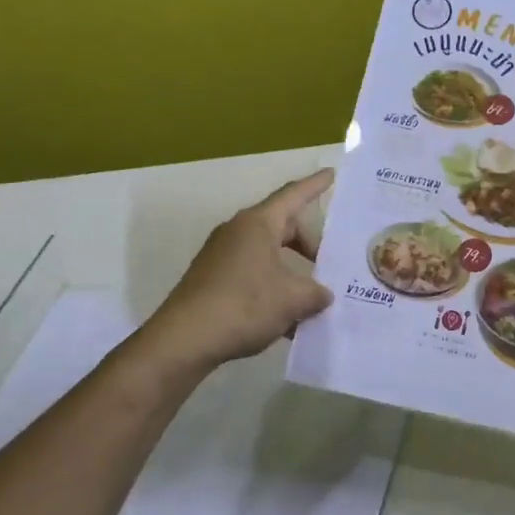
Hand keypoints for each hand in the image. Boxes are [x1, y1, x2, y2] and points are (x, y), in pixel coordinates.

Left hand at [144, 169, 335, 371]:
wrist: (184, 340)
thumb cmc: (244, 306)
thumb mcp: (293, 300)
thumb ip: (316, 293)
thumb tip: (322, 294)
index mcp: (258, 224)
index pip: (293, 195)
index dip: (315, 185)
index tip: (331, 173)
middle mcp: (238, 232)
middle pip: (283, 228)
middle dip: (309, 246)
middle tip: (330, 265)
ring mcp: (222, 256)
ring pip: (268, 255)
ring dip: (292, 273)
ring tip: (312, 299)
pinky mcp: (212, 280)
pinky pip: (253, 274)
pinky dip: (273, 289)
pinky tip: (286, 321)